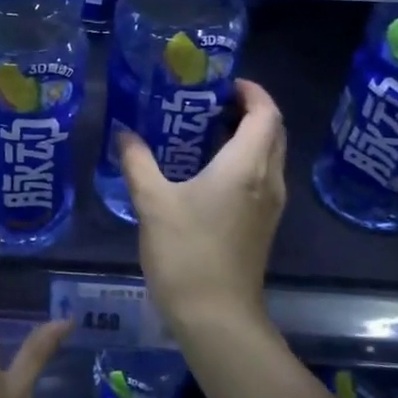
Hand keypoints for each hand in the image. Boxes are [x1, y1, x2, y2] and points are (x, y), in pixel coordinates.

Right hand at [118, 78, 286, 334]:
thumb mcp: (152, 202)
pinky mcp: (262, 224)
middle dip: (248, 110)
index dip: (251, 91)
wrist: (216, 316)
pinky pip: (261, 177)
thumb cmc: (186, 253)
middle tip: (209, 101)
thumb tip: (124, 132)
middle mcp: (268, 180)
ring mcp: (270, 205)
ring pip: (269, 155)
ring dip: (246, 136)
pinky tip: (206, 170)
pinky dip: (243, 161)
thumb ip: (137, 161)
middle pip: (273, 131)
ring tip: (203, 129)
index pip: (266, 113)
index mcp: (247, 166)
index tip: (222, 82)